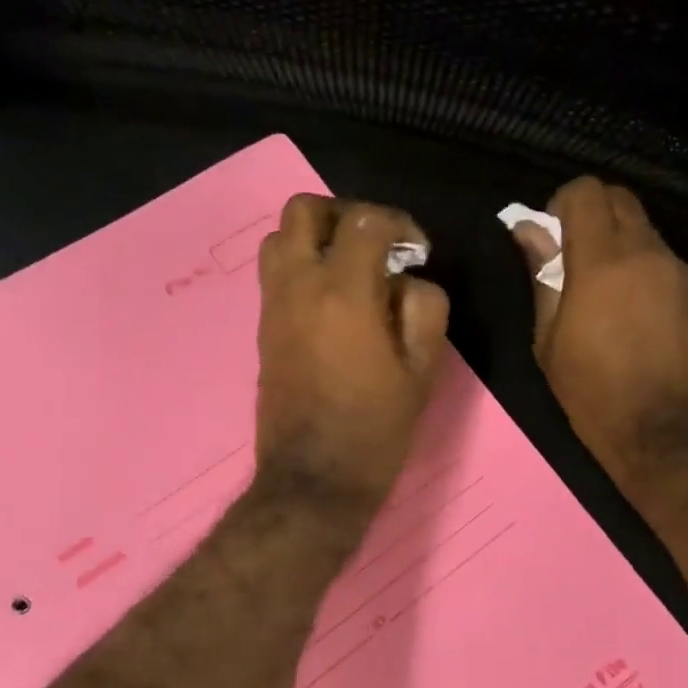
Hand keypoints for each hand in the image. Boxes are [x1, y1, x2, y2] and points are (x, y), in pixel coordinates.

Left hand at [254, 194, 449, 511]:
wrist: (313, 478)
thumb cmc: (375, 428)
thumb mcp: (422, 370)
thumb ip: (425, 308)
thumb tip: (409, 279)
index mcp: (344, 293)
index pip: (365, 220)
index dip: (399, 223)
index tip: (417, 252)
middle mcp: (299, 286)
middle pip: (304, 210)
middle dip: (345, 214)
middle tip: (375, 244)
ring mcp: (273, 305)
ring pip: (279, 237)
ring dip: (316, 237)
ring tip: (350, 268)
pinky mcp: (262, 327)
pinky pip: (274, 272)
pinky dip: (301, 265)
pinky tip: (332, 299)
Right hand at [513, 178, 687, 506]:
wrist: (663, 429)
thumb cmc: (592, 391)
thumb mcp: (549, 339)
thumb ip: (541, 276)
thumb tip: (527, 231)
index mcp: (601, 262)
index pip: (586, 193)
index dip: (560, 204)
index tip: (549, 236)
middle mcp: (644, 252)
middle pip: (618, 197)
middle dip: (590, 212)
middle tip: (570, 254)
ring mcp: (675, 268)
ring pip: (642, 225)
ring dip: (615, 238)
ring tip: (599, 284)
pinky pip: (659, 254)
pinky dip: (638, 261)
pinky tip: (628, 304)